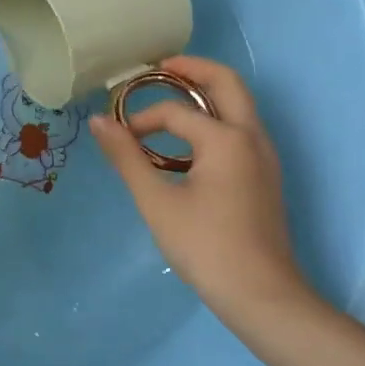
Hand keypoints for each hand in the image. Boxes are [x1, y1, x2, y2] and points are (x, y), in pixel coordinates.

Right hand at [89, 56, 318, 334]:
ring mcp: (264, 156)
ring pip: (238, 105)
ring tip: (170, 99)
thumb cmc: (206, 247)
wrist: (262, 297)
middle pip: (226, 83)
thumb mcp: (157, 202)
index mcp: (226, 138)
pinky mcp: (265, 175)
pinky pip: (240, 129)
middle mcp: (252, 137)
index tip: (119, 137)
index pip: (175, 112)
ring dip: (206, 93)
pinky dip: (215, 119)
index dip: (142, 119)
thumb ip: (127, 157)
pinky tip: (188, 144)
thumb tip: (98, 121)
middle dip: (192, 69)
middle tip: (159, 68)